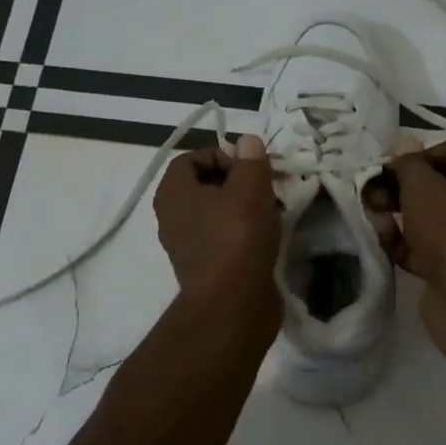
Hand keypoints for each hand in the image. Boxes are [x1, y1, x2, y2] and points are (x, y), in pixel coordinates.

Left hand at [153, 134, 282, 324]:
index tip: (251, 169)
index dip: (224, 155)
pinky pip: (223, 237)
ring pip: (217, 212)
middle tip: (267, 187)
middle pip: (205, 185)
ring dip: (245, 207)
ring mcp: (186, 245)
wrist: (233, 303)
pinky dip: (243, 232)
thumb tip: (247, 141)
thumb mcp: (251, 188)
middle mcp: (171, 216)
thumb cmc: (237, 236)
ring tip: (273, 212)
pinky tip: (267, 237)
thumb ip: (250, 160)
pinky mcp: (204, 267)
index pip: (192, 158)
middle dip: (239, 182)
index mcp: (173, 192)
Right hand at [379, 139, 445, 355]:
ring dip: (398, 216)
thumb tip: (400, 158)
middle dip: (401, 188)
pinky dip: (404, 244)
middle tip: (373, 194)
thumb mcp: (422, 185)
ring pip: (428, 218)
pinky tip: (384, 244)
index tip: (387, 167)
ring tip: (374, 218)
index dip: (416, 154)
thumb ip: (407, 165)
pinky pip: (425, 248)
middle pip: (437, 186)